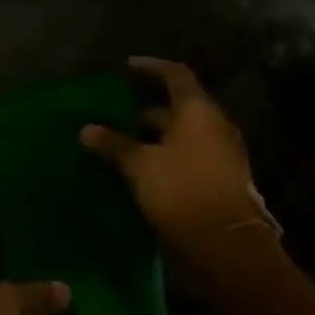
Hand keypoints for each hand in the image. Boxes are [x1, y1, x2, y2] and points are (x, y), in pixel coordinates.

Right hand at [80, 57, 280, 270]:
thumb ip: (114, 144)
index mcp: (198, 111)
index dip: (151, 67)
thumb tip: (86, 129)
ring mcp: (221, 154)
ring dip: (153, 138)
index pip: (175, 75)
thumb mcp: (140, 165)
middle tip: (114, 117)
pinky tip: (140, 172)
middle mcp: (214, 126)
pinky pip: (188, 157)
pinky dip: (164, 157)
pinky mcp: (219, 181)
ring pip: (182, 135)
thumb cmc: (183, 191)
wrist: (228, 247)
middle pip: (177, 108)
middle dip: (144, 112)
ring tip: (121, 147)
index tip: (127, 67)